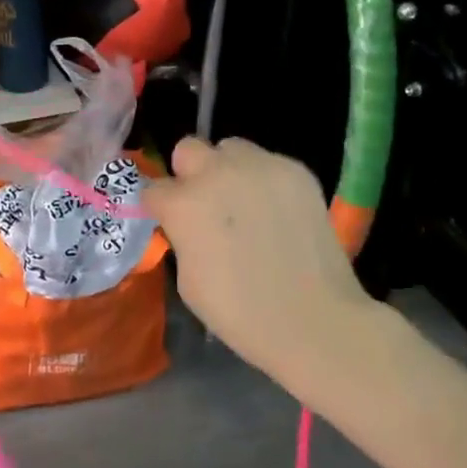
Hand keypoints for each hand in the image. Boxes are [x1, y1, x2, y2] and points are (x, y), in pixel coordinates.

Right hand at [140, 137, 370, 380]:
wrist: (313, 319)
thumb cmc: (239, 312)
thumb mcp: (188, 279)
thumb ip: (182, 235)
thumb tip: (188, 224)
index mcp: (182, 203)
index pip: (153, 188)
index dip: (161, 206)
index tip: (171, 221)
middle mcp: (216, 172)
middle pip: (188, 149)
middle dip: (190, 172)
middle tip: (207, 203)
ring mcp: (259, 166)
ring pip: (231, 148)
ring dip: (229, 169)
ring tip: (246, 202)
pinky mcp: (295, 170)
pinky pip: (269, 163)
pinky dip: (266, 181)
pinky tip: (278, 212)